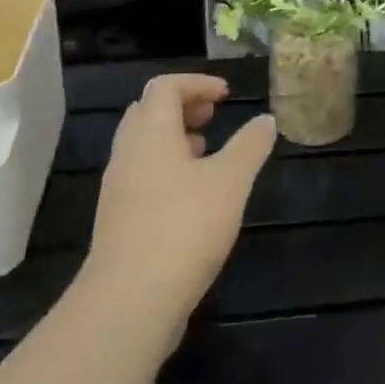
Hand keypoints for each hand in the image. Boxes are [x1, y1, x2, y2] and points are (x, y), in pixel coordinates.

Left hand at [81, 74, 275, 353]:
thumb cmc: (185, 227)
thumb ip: (250, 146)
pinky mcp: (118, 219)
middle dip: (182, 106)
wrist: (131, 300)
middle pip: (147, 111)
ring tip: (207, 151)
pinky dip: (166, 167)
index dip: (197, 83)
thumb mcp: (231, 181)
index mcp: (151, 133)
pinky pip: (141, 175)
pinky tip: (192, 195)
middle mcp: (128, 153)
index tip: (227, 95)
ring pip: (142, 145)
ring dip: (173, 137)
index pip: (165, 87)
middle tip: (214, 116)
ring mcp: (118, 188)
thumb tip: (266, 120)